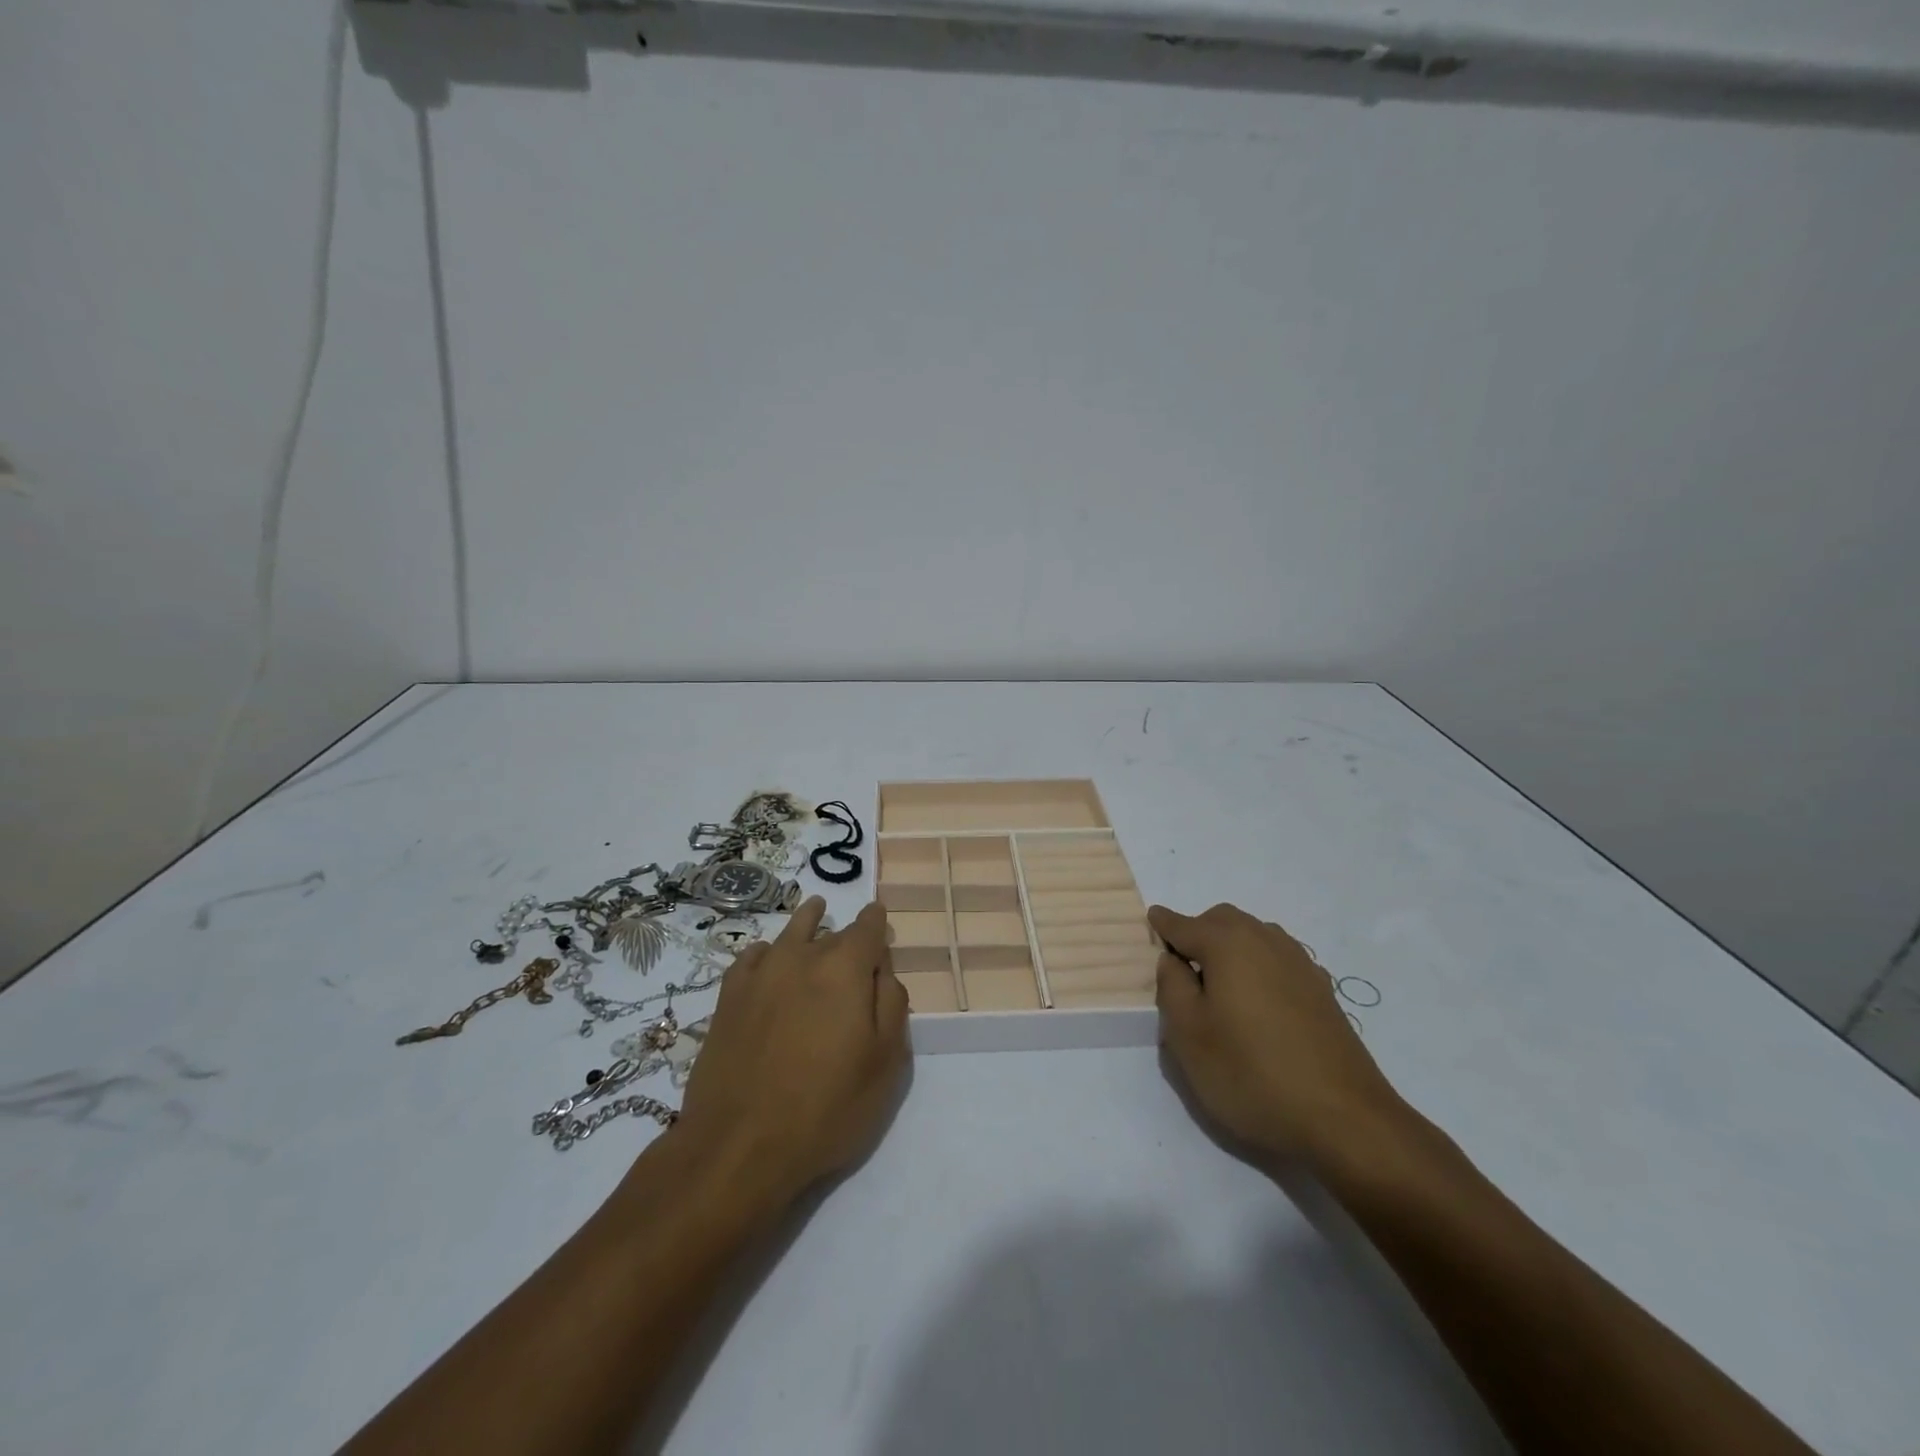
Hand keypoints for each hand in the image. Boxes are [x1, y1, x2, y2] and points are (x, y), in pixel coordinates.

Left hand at [671, 898, 908, 1204]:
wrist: (738, 1145)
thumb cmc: (826, 1107)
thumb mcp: (885, 1062)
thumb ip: (892, 1004)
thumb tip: (883, 970)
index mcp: (845, 967)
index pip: (868, 927)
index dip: (877, 922)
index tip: (880, 920)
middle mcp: (802, 957)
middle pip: (832, 933)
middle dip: (847, 937)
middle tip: (856, 952)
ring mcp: (760, 974)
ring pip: (790, 933)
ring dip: (807, 921)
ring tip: (815, 910)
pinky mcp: (728, 997)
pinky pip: (752, 956)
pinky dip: (767, 951)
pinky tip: (768, 958)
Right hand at [1151, 902, 1404, 1164]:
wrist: (1345, 1119)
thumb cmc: (1251, 1073)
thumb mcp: (1188, 1034)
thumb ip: (1171, 986)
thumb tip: (1172, 959)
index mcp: (1229, 943)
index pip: (1183, 924)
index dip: (1163, 925)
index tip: (1150, 921)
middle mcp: (1266, 940)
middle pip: (1222, 921)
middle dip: (1198, 933)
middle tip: (1180, 968)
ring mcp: (1300, 964)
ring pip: (1254, 937)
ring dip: (1230, 948)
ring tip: (1217, 987)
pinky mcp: (1322, 991)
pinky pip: (1278, 961)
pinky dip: (1258, 968)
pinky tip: (1257, 1003)